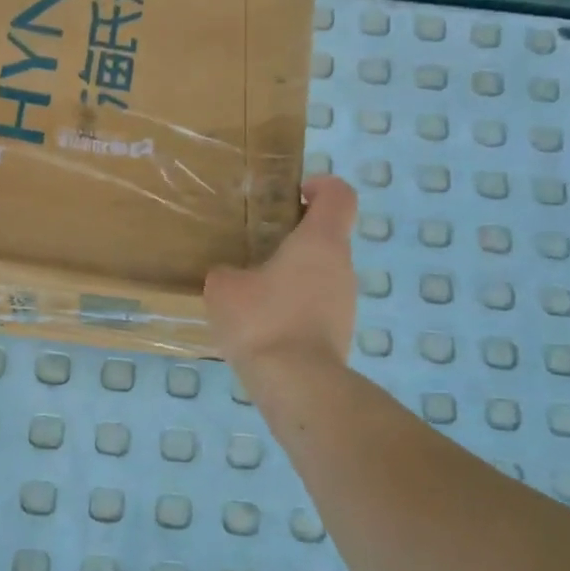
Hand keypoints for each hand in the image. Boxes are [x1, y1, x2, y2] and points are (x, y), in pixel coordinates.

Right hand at [204, 175, 358, 369]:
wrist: (297, 384)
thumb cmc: (262, 320)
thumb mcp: (224, 288)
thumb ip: (226, 272)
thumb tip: (231, 277)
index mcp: (320, 242)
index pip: (339, 195)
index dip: (321, 185)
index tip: (294, 193)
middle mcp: (342, 267)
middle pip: (327, 237)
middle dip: (295, 237)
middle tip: (258, 247)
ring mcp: (345, 303)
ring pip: (321, 275)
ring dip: (293, 276)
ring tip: (254, 292)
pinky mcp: (340, 334)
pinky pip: (316, 307)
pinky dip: (295, 308)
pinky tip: (264, 326)